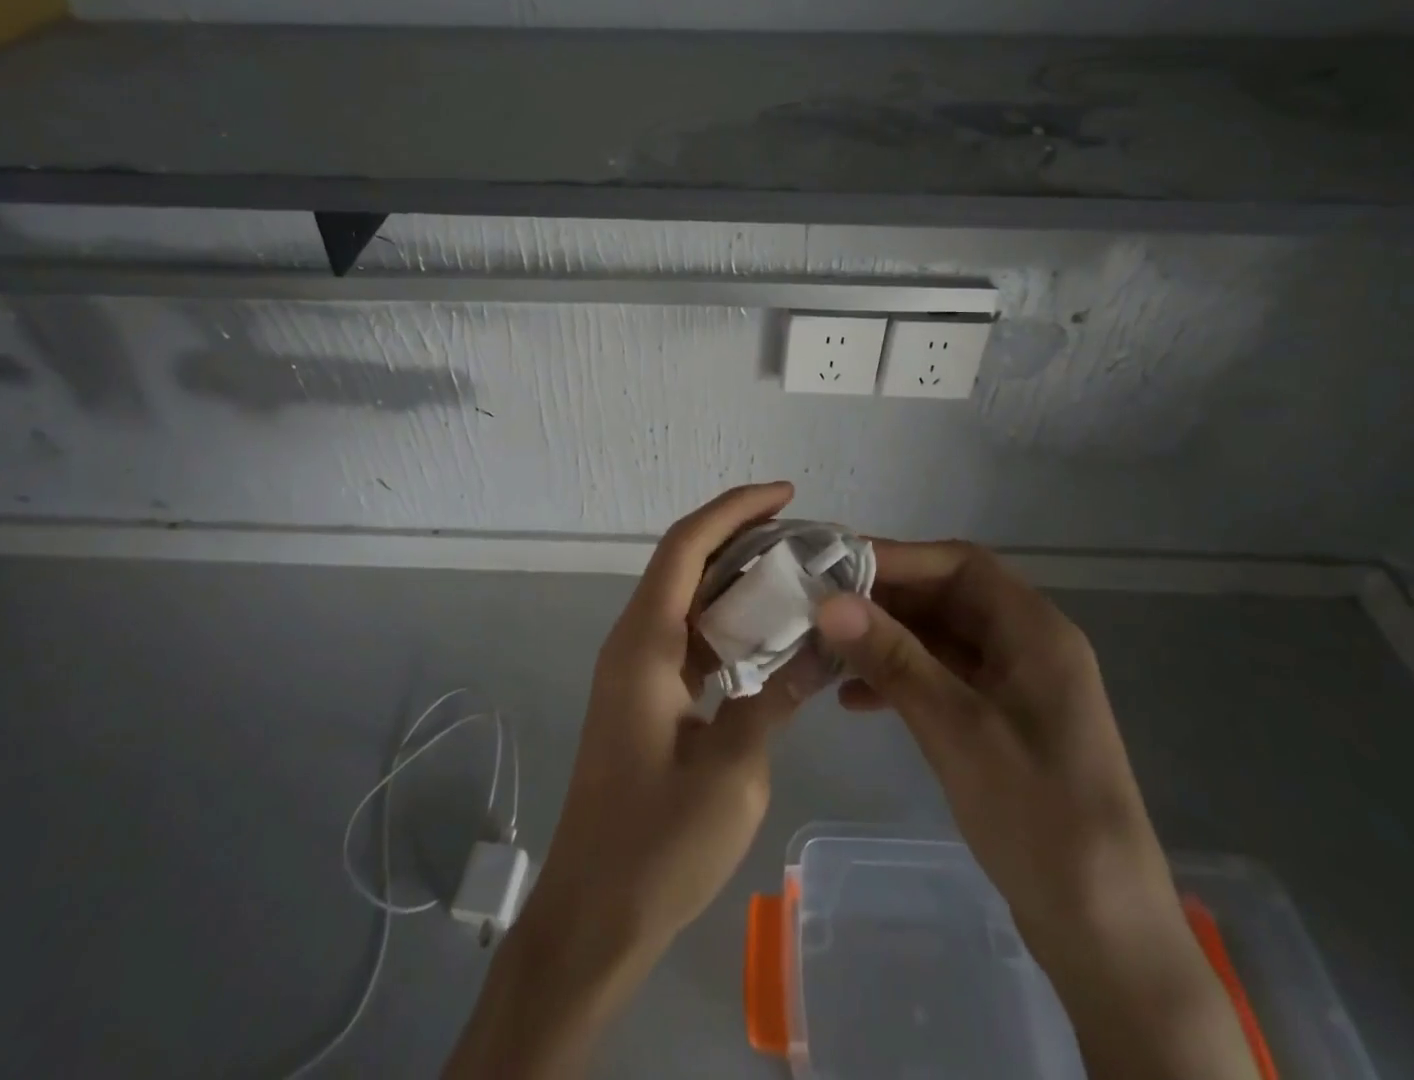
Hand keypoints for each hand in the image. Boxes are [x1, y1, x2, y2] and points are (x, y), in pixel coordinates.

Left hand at [448, 483, 819, 1079]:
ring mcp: (635, 670)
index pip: (686, 546)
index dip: (734, 509)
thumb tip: (822, 647)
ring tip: (795, 571)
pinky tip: (768, 633)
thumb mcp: (734, 771)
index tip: (786, 494)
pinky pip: (688, 636)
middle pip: (684, 562)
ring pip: (687, 598)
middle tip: (803, 533)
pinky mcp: (644, 698)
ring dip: (735, 577)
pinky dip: (727, 621)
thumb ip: (776, 697)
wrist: (592, 919)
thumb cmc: (656, 845)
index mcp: (644, 644)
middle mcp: (633, 642)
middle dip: (740, 535)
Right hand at [814, 541, 1257, 1079]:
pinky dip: (901, 680)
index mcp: (1034, 630)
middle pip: (946, 597)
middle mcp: (1027, 644)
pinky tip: (854, 700)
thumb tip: (829, 601)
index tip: (834, 567)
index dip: (897, 557)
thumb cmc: (1039, 816)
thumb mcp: (958, 729)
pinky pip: (943, 678)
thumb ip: (893, 659)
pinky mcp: (1001, 722)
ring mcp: (1015, 685)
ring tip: (827, 651)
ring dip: (886, 640)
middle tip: (819, 607)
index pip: (959, 563)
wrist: (1104, 935)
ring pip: (940, 638)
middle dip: (883, 600)